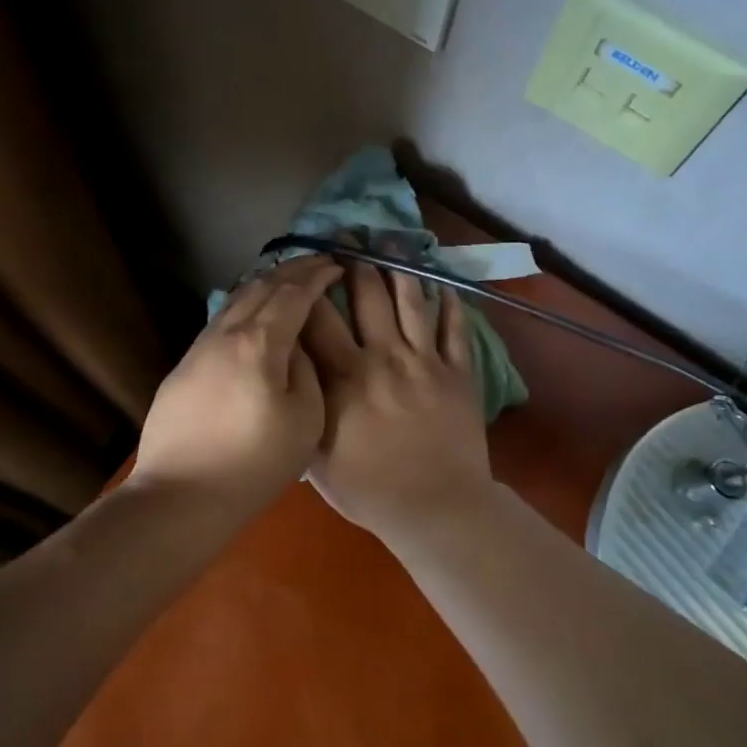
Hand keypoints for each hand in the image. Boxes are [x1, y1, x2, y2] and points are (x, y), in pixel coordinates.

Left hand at [129, 256, 343, 512]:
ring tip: (287, 281)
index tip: (337, 265)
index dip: (317, 275)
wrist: (180, 495)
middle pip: (261, 286)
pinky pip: (221, 320)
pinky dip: (245, 305)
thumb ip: (306, 371)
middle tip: (318, 262)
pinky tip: (253, 315)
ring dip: (265, 284)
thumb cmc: (253, 463)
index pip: (293, 293)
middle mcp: (226, 333)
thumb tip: (297, 346)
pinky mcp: (183, 366)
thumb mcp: (305, 420)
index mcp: (260, 343)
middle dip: (293, 269)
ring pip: (236, 300)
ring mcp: (199, 347)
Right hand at [300, 260, 494, 540]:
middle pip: (368, 296)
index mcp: (345, 376)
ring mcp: (425, 361)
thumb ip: (303, 409)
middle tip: (349, 238)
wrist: (436, 509)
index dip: (309, 287)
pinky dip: (450, 305)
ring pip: (412, 301)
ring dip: (400, 270)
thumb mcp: (316, 457)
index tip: (303, 265)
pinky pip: (455, 329)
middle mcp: (384, 356)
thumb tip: (287, 374)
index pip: (319, 318)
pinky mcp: (459, 372)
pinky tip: (443, 286)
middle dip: (355, 263)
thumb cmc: (369, 489)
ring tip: (392, 244)